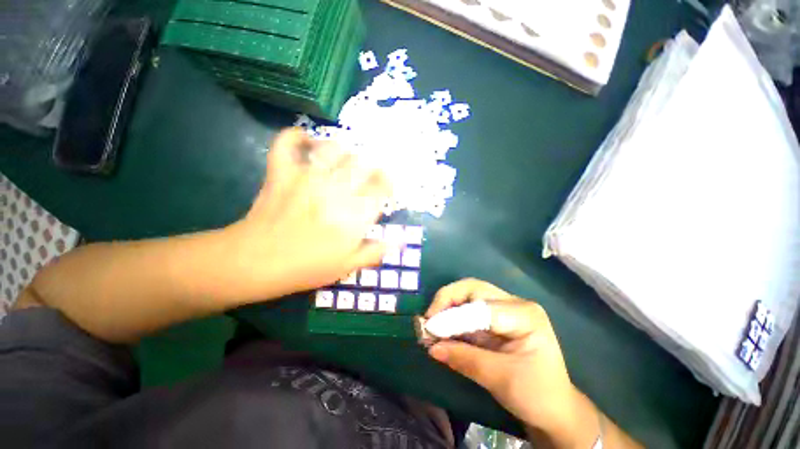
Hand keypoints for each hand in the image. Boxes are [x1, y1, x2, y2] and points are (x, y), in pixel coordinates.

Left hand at [228, 129, 391, 298]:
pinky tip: (307, 141)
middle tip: (366, 175)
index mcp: (353, 215)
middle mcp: (335, 190)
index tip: (385, 187)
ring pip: (332, 148)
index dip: (387, 183)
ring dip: (343, 151)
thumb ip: (375, 252)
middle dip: (369, 167)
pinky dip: (297, 136)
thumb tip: (399, 242)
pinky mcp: (282, 172)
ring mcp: (306, 177)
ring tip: (344, 160)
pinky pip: (288, 143)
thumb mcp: (347, 266)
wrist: (256, 263)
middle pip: (362, 163)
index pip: (381, 187)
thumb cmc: (306, 267)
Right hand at [426, 279, 591, 447]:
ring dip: (447, 309)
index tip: (430, 329)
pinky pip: (468, 311)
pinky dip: (452, 319)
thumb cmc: (537, 395)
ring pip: (468, 297)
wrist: (554, 410)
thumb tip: (432, 347)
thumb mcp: (501, 379)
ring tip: (432, 326)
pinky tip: (443, 331)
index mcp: (524, 314)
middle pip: (473, 289)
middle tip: (429, 319)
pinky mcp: (495, 319)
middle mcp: (513, 304)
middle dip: (447, 301)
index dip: (453, 315)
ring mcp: (504, 309)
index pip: (481, 306)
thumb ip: (465, 359)